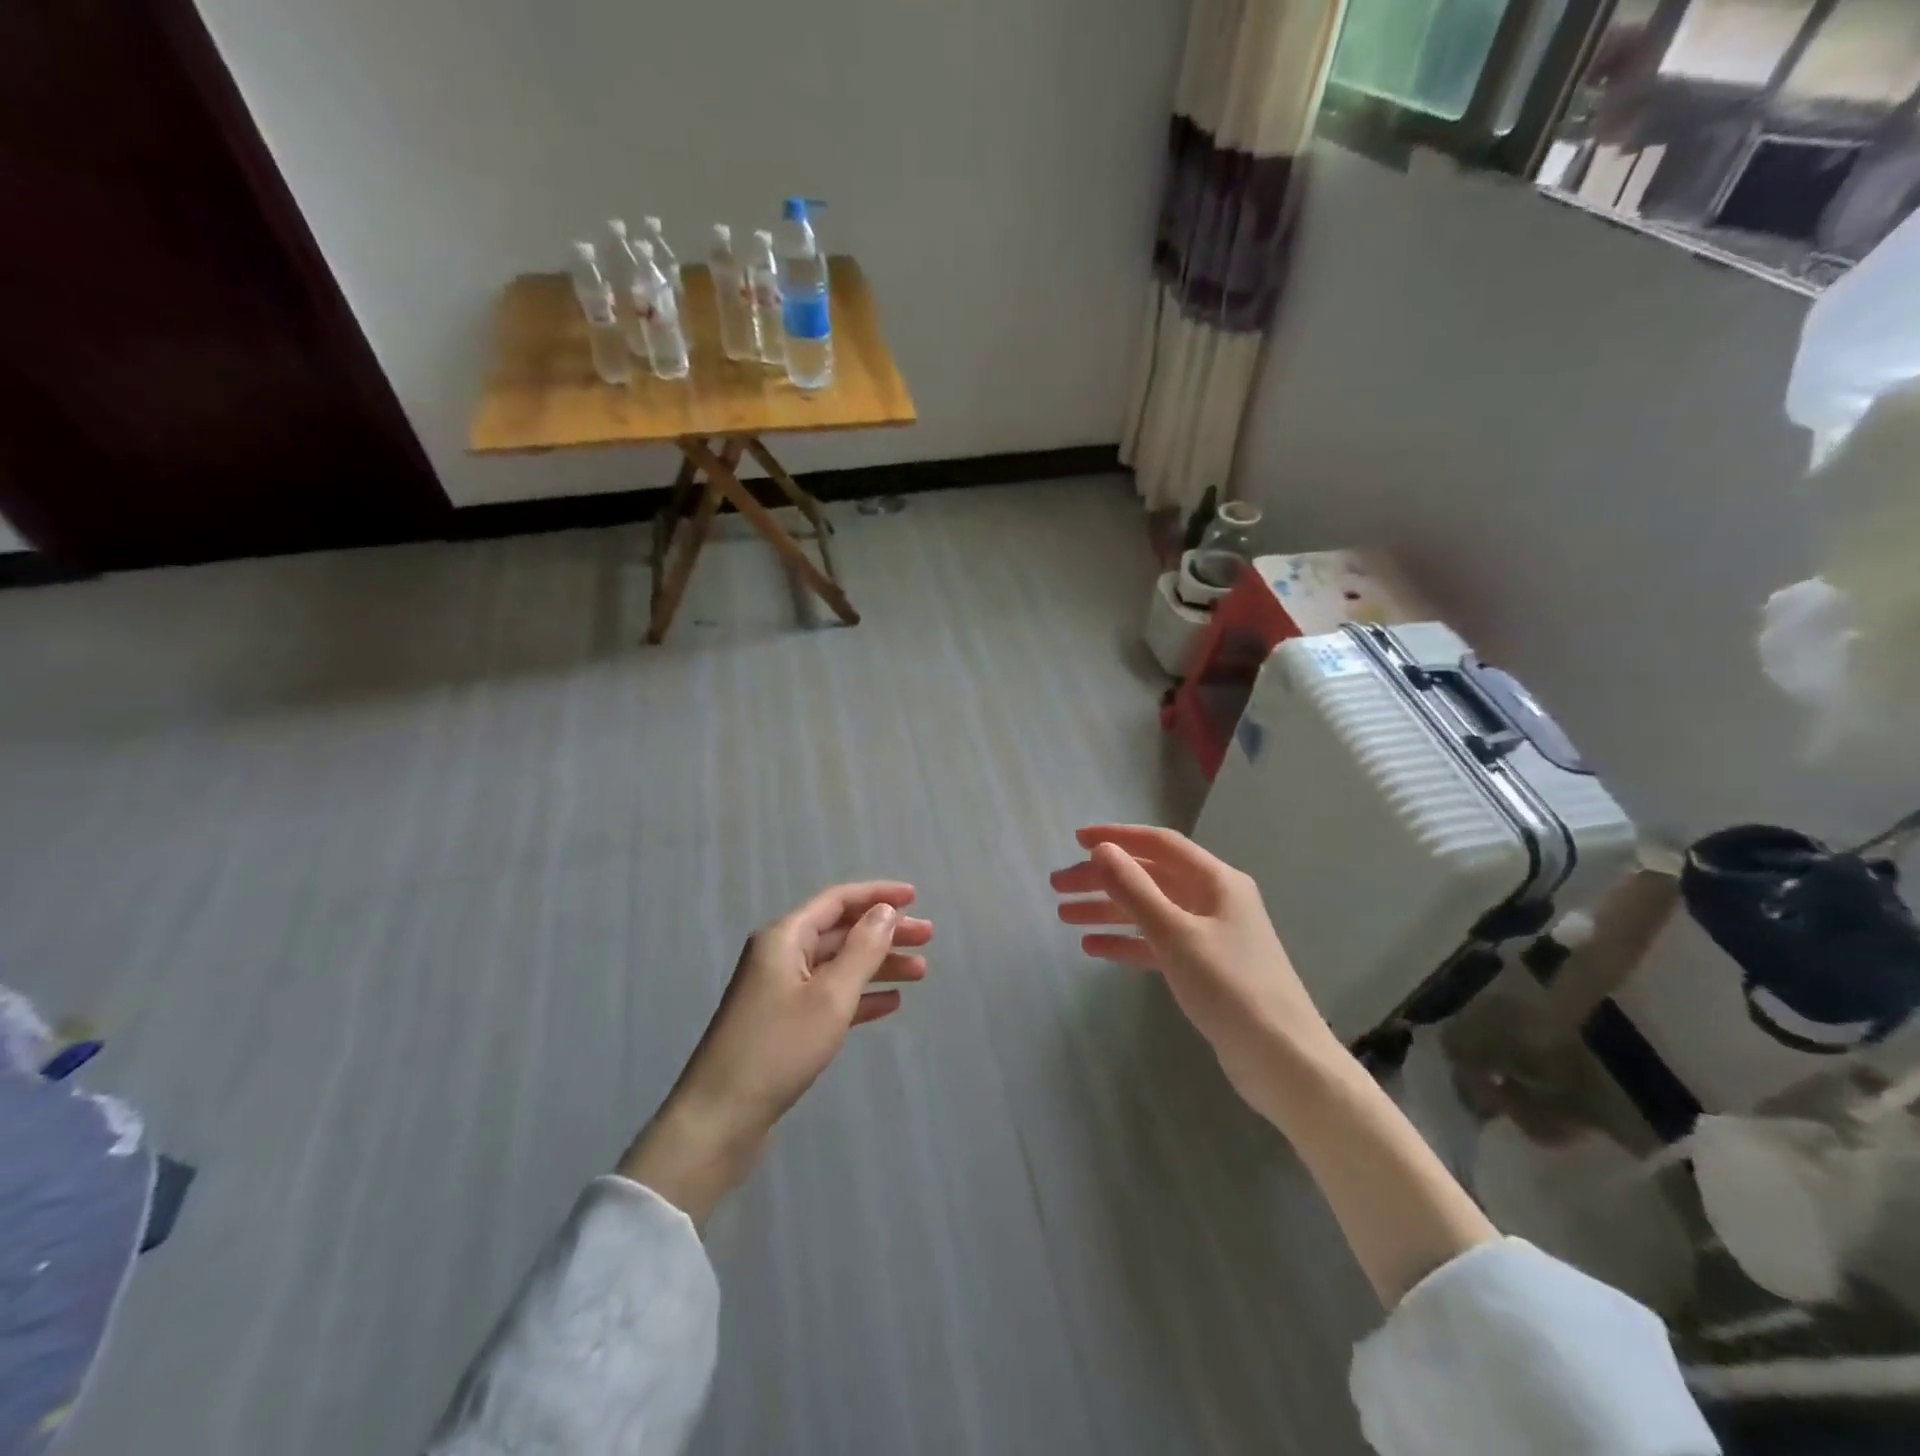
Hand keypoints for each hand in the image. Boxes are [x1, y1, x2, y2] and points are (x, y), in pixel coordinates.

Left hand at [619, 881, 931, 1224]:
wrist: (719, 1119)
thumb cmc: (778, 1048)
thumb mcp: (830, 996)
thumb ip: (862, 949)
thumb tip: (886, 911)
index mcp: (784, 937)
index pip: (838, 900)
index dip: (877, 894)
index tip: (915, 897)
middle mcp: (780, 955)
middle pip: (840, 931)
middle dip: (884, 931)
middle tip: (927, 937)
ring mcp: (779, 990)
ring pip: (838, 964)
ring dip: (878, 964)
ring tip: (920, 972)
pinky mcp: (782, 1023)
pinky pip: (829, 996)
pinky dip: (860, 995)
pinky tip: (890, 1002)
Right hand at [1051, 825, 1343, 1120]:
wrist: (1283, 1061)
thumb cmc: (1231, 988)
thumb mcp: (1176, 935)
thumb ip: (1136, 890)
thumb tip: (1102, 850)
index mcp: (1216, 881)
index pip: (1160, 844)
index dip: (1117, 837)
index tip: (1076, 839)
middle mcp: (1213, 900)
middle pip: (1149, 877)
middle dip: (1103, 879)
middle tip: (1057, 887)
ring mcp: (1209, 934)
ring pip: (1149, 910)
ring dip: (1108, 910)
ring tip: (1064, 916)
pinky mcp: (1204, 968)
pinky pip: (1156, 943)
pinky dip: (1126, 942)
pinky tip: (1092, 948)